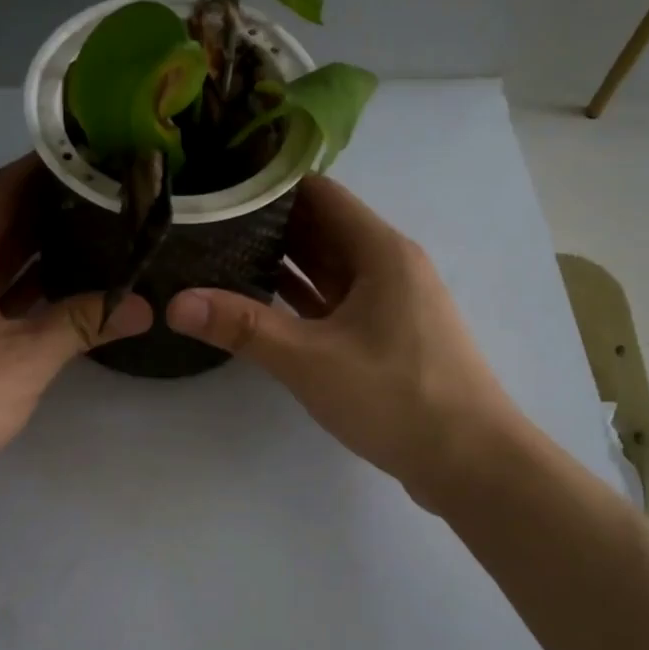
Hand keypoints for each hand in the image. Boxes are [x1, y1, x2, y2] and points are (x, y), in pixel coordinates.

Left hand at [0, 156, 152, 494]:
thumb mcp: (26, 359)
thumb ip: (83, 324)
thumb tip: (143, 306)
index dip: (39, 168)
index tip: (85, 152)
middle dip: (46, 204)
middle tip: (102, 190)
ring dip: (37, 244)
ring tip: (92, 226)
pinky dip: (25, 283)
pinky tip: (62, 283)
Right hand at [166, 174, 521, 514]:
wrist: (471, 463)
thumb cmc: (396, 397)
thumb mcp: (310, 360)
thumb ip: (243, 328)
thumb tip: (177, 302)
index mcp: (380, 251)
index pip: (319, 194)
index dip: (269, 186)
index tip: (218, 188)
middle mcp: (388, 266)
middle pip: (322, 228)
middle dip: (267, 225)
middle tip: (205, 225)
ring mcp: (390, 303)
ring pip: (328, 268)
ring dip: (283, 262)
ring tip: (220, 257)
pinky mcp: (387, 337)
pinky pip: (336, 302)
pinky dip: (301, 298)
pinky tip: (261, 304)